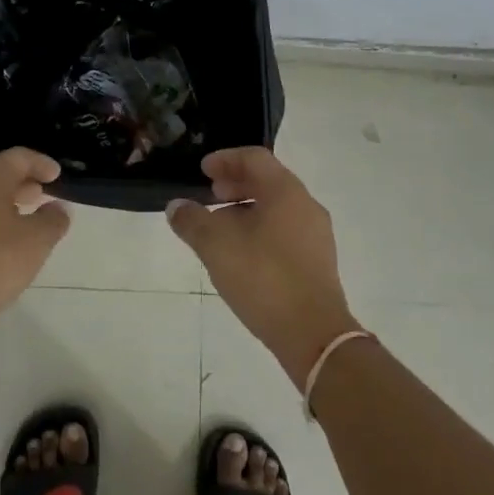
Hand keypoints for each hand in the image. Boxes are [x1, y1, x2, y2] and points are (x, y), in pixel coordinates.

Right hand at [166, 148, 360, 383]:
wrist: (313, 335)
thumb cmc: (264, 278)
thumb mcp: (216, 247)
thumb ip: (192, 221)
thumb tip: (176, 206)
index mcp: (286, 192)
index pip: (254, 158)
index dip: (225, 159)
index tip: (203, 170)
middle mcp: (306, 206)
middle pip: (268, 181)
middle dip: (236, 184)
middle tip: (210, 195)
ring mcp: (315, 235)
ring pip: (276, 208)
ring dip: (246, 209)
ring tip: (219, 228)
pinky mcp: (316, 262)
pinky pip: (284, 231)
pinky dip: (259, 229)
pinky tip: (240, 253)